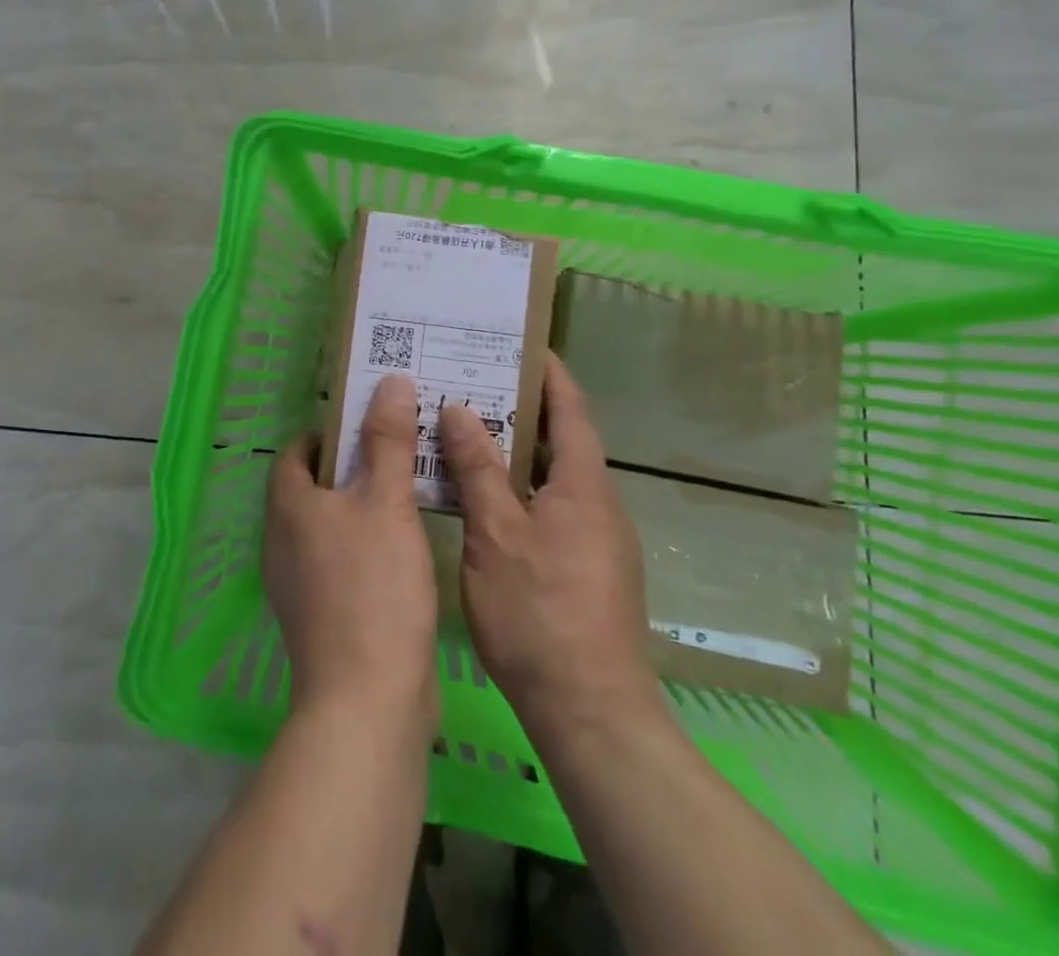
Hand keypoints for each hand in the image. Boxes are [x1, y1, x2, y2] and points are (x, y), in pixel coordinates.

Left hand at [264, 375, 438, 734]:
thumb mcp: (386, 502)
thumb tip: (389, 381)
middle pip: (314, 486)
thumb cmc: (373, 587)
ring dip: (362, 505)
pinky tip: (405, 547)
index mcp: (288, 506)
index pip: (298, 450)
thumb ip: (388, 440)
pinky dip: (366, 543)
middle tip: (400, 448)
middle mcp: (282, 540)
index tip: (371, 421)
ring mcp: (297, 583)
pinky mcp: (320, 616)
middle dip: (352, 465)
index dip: (330, 431)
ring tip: (410, 490)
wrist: (367, 701)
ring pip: (330, 525)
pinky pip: (340, 560)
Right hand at [437, 355, 663, 733]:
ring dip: (516, 452)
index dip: (549, 373)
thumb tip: (460, 409)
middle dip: (521, 409)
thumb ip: (478, 469)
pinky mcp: (587, 571)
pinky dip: (519, 490)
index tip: (519, 344)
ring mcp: (597, 541)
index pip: (570, 409)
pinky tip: (481, 500)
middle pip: (561, 440)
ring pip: (552, 478)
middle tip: (471, 384)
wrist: (592, 715)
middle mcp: (598, 505)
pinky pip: (551, 508)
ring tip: (466, 433)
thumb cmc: (540, 614)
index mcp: (584, 485)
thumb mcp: (497, 534)